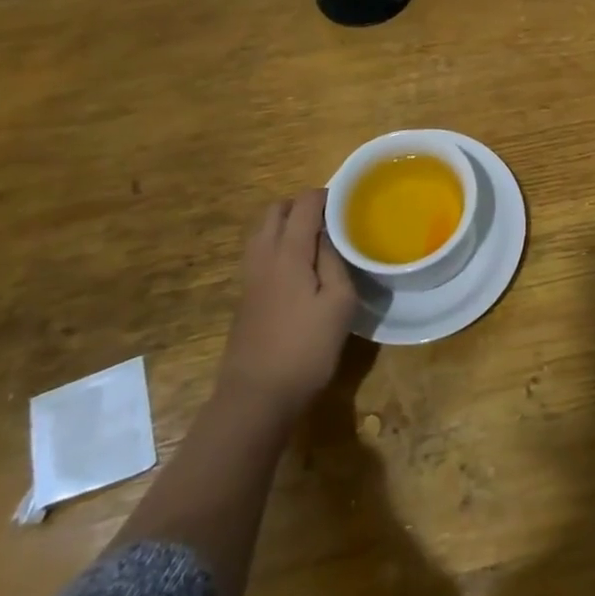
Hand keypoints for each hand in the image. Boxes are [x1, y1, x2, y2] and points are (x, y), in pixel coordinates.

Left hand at [217, 189, 356, 418]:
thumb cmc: (305, 348)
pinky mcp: (246, 298)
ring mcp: (249, 278)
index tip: (349, 203)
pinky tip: (300, 269)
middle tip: (330, 219)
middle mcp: (263, 256)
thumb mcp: (339, 302)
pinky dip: (278, 245)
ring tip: (316, 241)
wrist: (255, 399)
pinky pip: (260, 253)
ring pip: (263, 232)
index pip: (303, 204)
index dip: (326, 196)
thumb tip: (329, 234)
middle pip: (276, 211)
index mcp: (288, 252)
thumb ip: (334, 260)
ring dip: (287, 225)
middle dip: (301, 205)